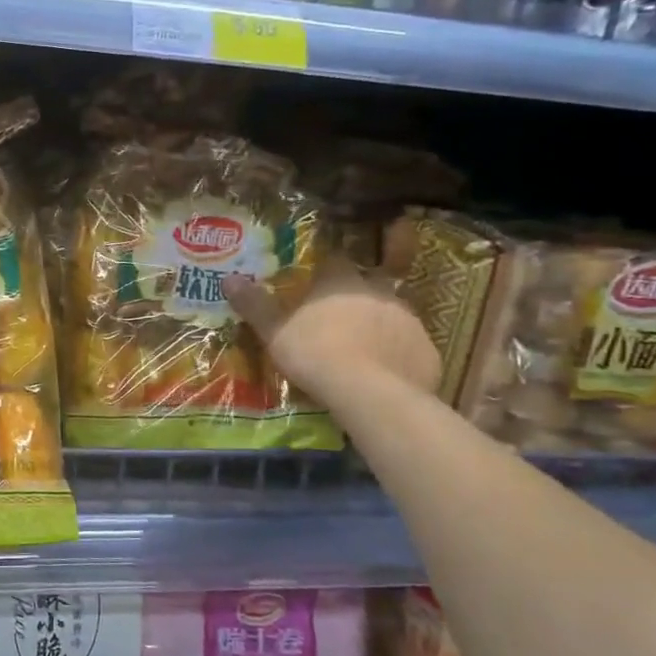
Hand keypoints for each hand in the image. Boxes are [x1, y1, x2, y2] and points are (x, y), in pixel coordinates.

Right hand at [224, 259, 439, 406]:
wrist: (371, 393)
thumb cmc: (316, 354)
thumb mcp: (275, 332)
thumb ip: (255, 305)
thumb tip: (228, 278)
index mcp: (340, 282)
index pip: (333, 262)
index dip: (324, 271)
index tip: (314, 282)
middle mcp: (378, 292)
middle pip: (366, 285)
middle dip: (354, 297)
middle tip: (336, 318)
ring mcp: (409, 319)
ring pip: (391, 314)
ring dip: (377, 325)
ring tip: (360, 349)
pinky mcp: (427, 349)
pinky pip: (409, 345)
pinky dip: (397, 353)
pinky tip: (383, 372)